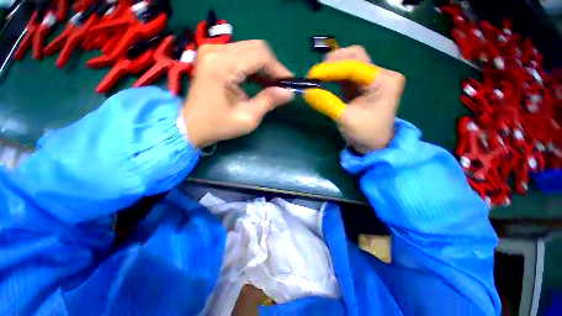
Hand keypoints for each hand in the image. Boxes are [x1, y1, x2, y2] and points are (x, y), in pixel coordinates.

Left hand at [183, 40, 293, 147]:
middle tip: (281, 86)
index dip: (279, 69)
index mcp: (222, 65)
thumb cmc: (218, 125)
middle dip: (273, 67)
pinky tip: (260, 81)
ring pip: (250, 50)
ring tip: (273, 85)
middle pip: (256, 48)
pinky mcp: (213, 56)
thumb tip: (289, 93)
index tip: (290, 84)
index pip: (260, 55)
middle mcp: (216, 50)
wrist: (190, 125)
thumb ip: (269, 101)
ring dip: (265, 67)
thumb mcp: (247, 118)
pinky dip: (254, 67)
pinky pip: (241, 55)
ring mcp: (212, 51)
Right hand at [304, 46, 404, 152]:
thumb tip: (306, 92)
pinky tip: (324, 80)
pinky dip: (334, 77)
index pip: (355, 66)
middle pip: (355, 57)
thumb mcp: (345, 119)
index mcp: (384, 81)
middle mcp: (380, 75)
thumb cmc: (365, 134)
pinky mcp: (361, 86)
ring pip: (350, 64)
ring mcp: (371, 79)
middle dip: (334, 62)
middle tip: (316, 73)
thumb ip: (326, 103)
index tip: (313, 74)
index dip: (332, 68)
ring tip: (317, 76)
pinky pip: (346, 76)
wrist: (374, 146)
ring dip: (333, 68)